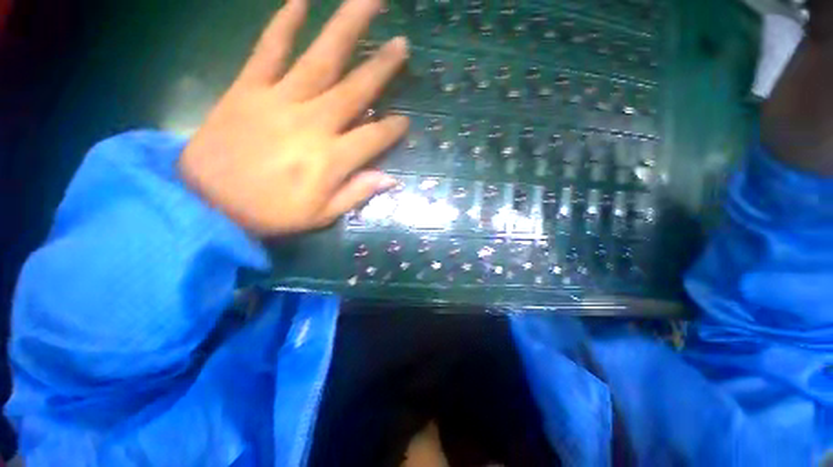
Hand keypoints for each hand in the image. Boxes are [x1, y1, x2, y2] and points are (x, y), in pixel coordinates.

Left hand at [180, 0, 408, 234]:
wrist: (207, 202)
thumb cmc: (272, 213)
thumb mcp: (321, 215)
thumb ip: (356, 193)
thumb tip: (390, 179)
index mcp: (331, 159)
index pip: (374, 137)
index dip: (393, 129)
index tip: (405, 122)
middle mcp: (312, 123)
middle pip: (355, 89)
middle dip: (382, 67)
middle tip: (402, 44)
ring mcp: (279, 100)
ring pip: (320, 59)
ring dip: (346, 28)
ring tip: (368, 2)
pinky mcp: (248, 88)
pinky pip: (268, 51)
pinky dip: (284, 25)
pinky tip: (300, 2)